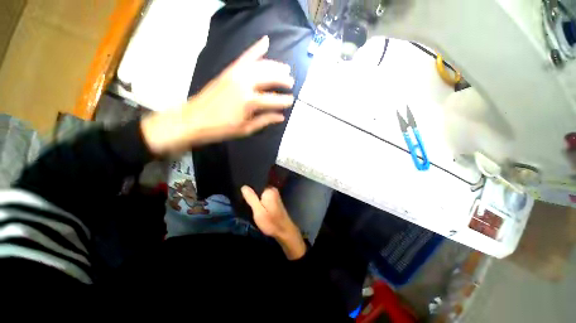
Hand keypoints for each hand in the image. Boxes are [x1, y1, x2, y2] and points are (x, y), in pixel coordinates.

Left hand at [141, 36, 294, 153]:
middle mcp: (244, 84)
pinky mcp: (229, 71)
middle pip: (269, 77)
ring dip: (275, 65)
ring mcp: (235, 74)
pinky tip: (265, 41)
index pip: (273, 100)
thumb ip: (264, 121)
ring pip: (260, 65)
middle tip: (291, 83)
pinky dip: (256, 49)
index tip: (291, 101)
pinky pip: (245, 57)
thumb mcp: (246, 129)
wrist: (194, 119)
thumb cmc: (221, 128)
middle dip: (282, 79)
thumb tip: (281, 117)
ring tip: (285, 68)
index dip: (284, 101)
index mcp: (249, 102)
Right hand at [241, 185, 305, 259]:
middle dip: (251, 190)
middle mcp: (273, 189)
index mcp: (269, 190)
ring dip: (254, 195)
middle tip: (242, 195)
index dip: (248, 185)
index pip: (257, 182)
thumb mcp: (258, 211)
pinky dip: (259, 198)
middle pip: (259, 186)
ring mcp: (274, 194)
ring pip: (261, 191)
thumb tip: (244, 186)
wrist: (284, 231)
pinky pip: (264, 195)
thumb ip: (251, 198)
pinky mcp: (274, 199)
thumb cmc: (271, 221)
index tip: (240, 188)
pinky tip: (253, 202)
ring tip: (246, 198)